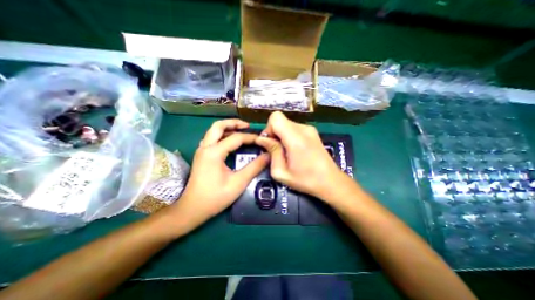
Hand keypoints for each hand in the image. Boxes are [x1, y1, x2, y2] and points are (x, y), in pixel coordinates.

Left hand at [167, 119, 269, 229]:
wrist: (192, 209)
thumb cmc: (215, 197)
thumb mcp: (238, 182)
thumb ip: (254, 167)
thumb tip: (268, 156)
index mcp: (214, 152)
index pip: (236, 138)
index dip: (251, 137)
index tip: (262, 140)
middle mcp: (205, 147)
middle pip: (218, 126)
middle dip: (234, 123)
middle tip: (247, 126)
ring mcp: (201, 151)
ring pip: (213, 131)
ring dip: (227, 128)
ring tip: (241, 131)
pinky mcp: (201, 156)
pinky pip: (212, 139)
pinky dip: (222, 136)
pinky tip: (230, 142)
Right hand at [256, 111, 351, 200]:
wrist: (331, 181)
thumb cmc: (306, 180)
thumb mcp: (281, 172)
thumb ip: (272, 152)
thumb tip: (262, 139)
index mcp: (296, 138)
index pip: (276, 117)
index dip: (268, 128)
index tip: (269, 143)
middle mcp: (303, 129)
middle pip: (280, 120)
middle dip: (274, 133)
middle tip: (276, 150)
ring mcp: (310, 129)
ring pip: (286, 124)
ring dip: (281, 135)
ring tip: (286, 152)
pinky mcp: (312, 132)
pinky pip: (294, 128)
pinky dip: (289, 136)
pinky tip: (294, 150)